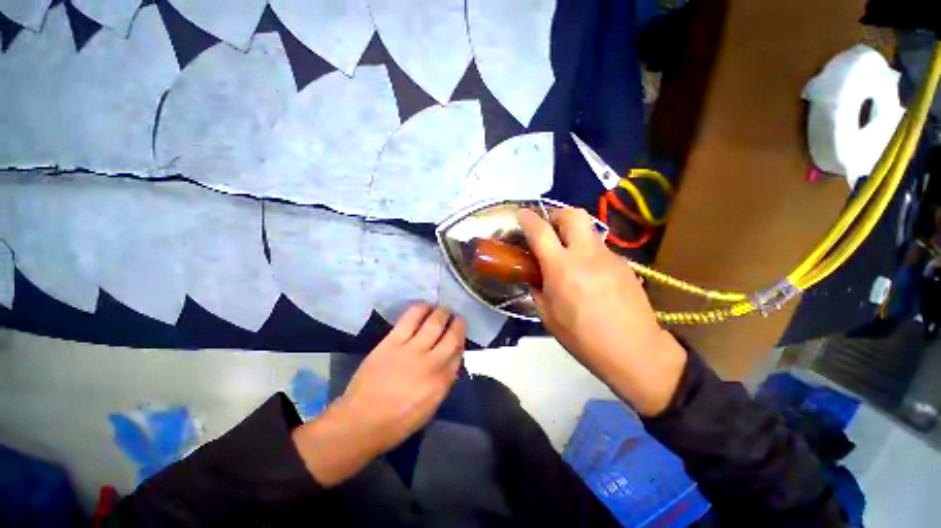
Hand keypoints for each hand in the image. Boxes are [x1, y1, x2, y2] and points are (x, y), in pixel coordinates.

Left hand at [292, 305, 464, 485]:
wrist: (361, 421)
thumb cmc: (398, 421)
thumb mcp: (431, 407)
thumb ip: (445, 380)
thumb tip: (452, 357)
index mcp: (441, 382)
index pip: (458, 352)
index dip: (461, 339)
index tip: (459, 334)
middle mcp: (431, 363)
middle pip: (451, 335)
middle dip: (457, 323)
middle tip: (455, 317)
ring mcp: (411, 350)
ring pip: (433, 322)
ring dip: (442, 312)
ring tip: (442, 309)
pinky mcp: (392, 342)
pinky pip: (410, 319)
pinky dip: (421, 309)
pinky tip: (425, 306)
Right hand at [519, 208, 685, 415]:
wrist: (635, 351)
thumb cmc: (583, 338)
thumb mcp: (548, 316)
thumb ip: (538, 289)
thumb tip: (535, 276)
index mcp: (562, 268)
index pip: (541, 231)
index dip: (529, 219)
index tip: (522, 214)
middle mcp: (586, 254)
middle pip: (573, 215)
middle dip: (557, 215)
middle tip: (549, 230)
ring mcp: (609, 257)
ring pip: (588, 231)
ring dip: (573, 235)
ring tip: (568, 257)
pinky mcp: (624, 264)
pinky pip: (600, 249)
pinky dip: (588, 253)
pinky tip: (588, 275)